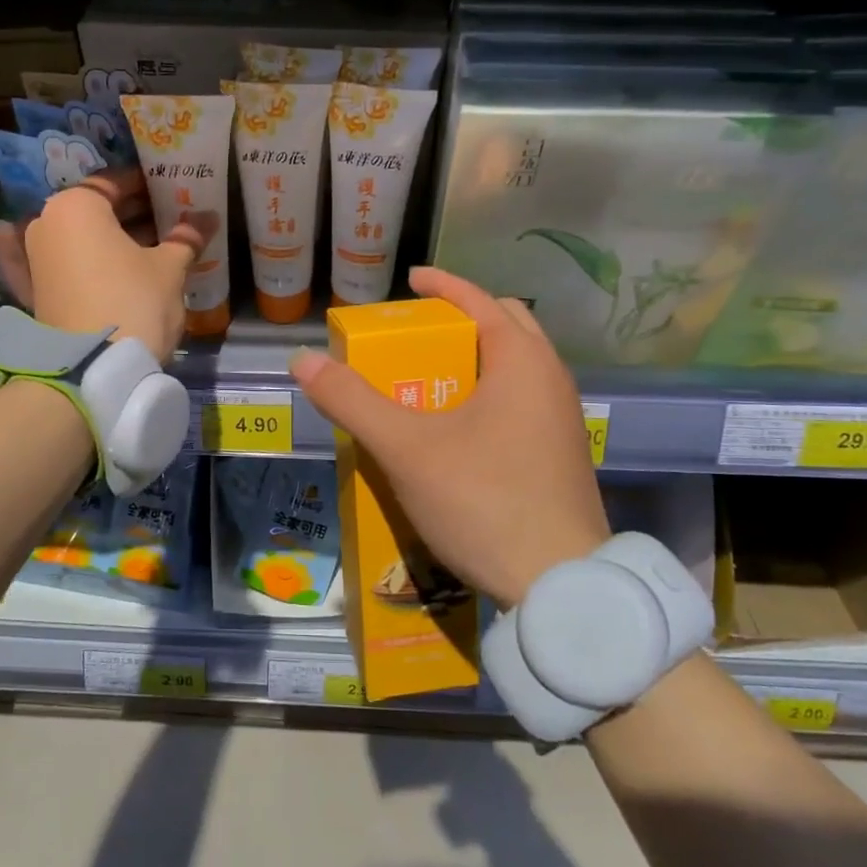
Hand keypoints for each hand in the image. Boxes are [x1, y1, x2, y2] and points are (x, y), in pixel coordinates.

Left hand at [16, 173, 207, 363]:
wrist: (92, 370)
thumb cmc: (133, 302)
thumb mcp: (169, 268)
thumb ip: (186, 238)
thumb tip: (208, 217)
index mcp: (75, 206)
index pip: (115, 182)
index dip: (149, 184)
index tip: (175, 188)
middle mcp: (46, 224)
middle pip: (97, 210)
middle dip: (135, 213)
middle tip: (173, 217)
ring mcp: (37, 259)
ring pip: (86, 238)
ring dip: (119, 239)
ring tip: (161, 245)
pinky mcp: (39, 292)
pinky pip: (74, 264)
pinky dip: (97, 263)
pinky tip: (126, 268)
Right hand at [290, 267, 608, 608]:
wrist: (561, 586)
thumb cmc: (483, 500)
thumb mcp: (406, 448)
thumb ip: (352, 401)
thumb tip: (303, 360)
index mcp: (522, 360)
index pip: (479, 300)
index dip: (442, 285)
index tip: (410, 280)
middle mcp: (551, 378)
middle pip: (505, 326)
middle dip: (462, 320)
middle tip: (418, 336)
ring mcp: (563, 419)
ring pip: (516, 367)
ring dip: (475, 359)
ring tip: (430, 381)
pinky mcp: (561, 454)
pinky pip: (522, 401)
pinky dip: (489, 393)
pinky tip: (457, 430)